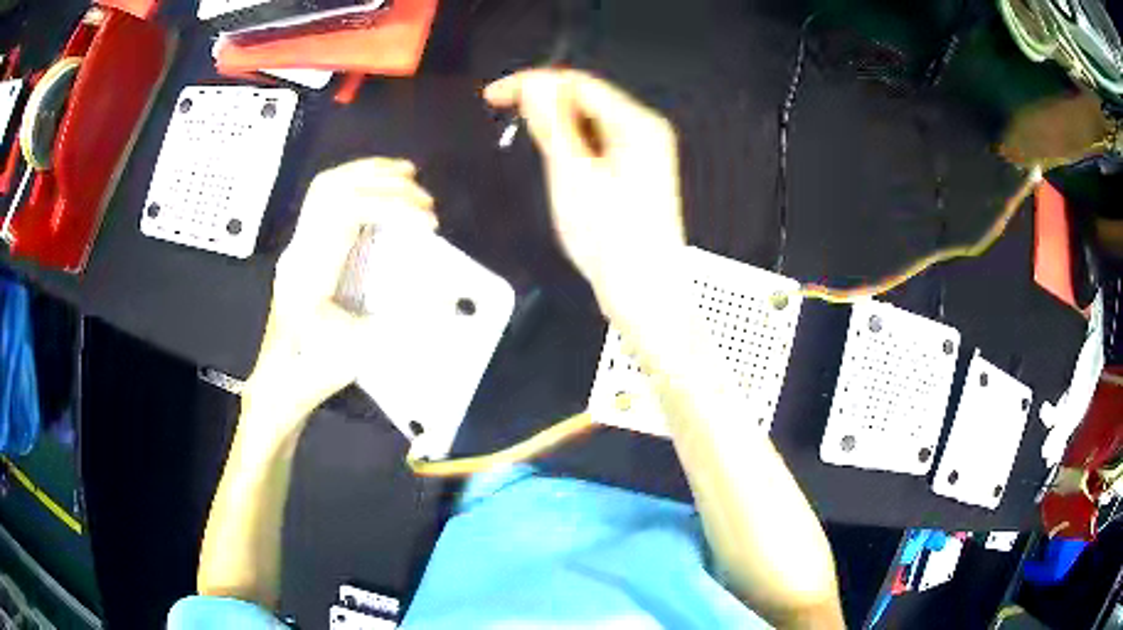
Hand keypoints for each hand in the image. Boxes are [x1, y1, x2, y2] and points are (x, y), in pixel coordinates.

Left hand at [244, 158, 436, 428]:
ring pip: (326, 188)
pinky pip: (325, 202)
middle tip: (424, 200)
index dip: (393, 205)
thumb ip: (406, 322)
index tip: (427, 222)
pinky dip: (356, 186)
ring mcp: (298, 246)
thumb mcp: (361, 351)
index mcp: (311, 267)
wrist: (279, 383)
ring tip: (407, 177)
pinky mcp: (304, 251)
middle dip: (385, 183)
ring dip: (368, 175)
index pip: (348, 209)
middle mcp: (301, 247)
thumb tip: (450, 295)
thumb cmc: (313, 370)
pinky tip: (379, 193)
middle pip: (335, 186)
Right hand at [484, 69, 685, 327]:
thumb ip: (551, 123)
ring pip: (588, 124)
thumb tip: (533, 85)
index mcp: (638, 125)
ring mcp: (642, 155)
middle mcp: (645, 133)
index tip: (496, 94)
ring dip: (555, 128)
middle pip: (585, 100)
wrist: (644, 295)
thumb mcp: (573, 175)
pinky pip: (595, 146)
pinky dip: (571, 148)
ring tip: (533, 148)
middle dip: (544, 105)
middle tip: (507, 117)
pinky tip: (558, 165)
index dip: (533, 83)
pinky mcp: (633, 175)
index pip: (578, 83)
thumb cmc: (615, 243)